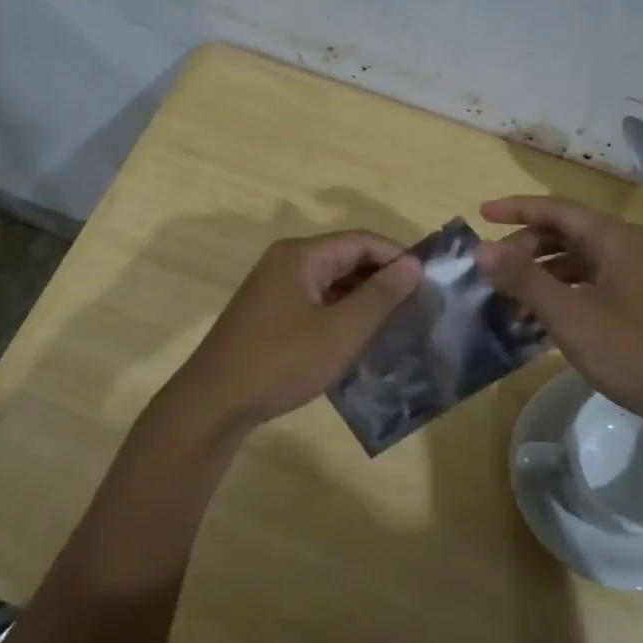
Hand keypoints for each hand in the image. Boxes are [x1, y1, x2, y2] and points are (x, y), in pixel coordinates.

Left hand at [168, 231, 422, 435]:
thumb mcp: (341, 330)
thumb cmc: (282, 361)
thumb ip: (380, 295)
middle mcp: (285, 262)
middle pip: (345, 257)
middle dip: (381, 277)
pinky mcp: (267, 314)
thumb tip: (413, 264)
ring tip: (394, 322)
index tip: (428, 281)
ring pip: (330, 281)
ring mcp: (273, 288)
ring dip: (361, 297)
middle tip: (416, 304)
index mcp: (301, 255)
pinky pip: (314, 301)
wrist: (214, 402)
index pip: (361, 240)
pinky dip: (339, 312)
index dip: (398, 256)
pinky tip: (357, 336)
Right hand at [476, 195, 642, 445]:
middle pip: (568, 233)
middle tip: (493, 270)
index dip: (516, 209)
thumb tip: (481, 250)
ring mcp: (642, 277)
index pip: (556, 209)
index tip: (481, 214)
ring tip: (512, 294)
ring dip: (544, 271)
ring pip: (581, 261)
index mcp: (614, 239)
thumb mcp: (572, 316)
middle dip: (526, 246)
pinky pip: (595, 284)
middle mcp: (630, 248)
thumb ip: (525, 280)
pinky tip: (549, 318)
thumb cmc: (638, 352)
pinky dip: (566, 292)